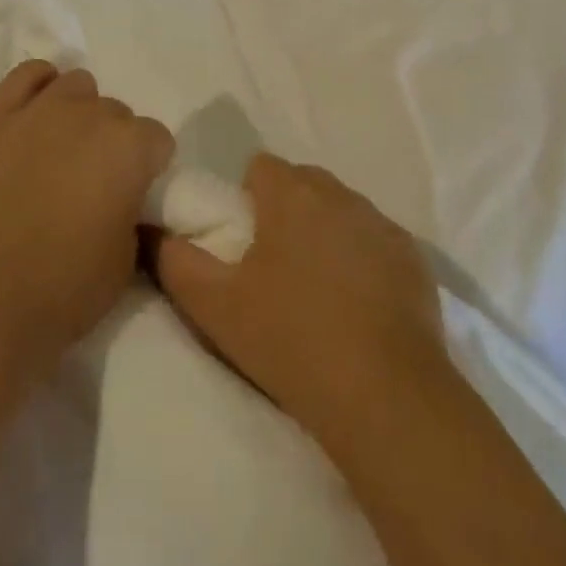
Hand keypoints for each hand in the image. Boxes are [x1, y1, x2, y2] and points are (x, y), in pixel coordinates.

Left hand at [0, 61, 174, 379]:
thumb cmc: (67, 286)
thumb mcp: (127, 258)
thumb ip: (131, 209)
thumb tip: (121, 196)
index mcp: (131, 147)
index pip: (157, 138)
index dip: (148, 167)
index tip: (132, 193)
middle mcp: (92, 114)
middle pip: (116, 112)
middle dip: (112, 142)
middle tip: (92, 181)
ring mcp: (42, 108)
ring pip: (77, 85)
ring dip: (79, 111)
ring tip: (62, 149)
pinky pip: (28, 74)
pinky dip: (39, 86)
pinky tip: (36, 113)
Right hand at [155, 154, 452, 453]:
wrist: (385, 398)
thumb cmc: (291, 340)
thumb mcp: (214, 305)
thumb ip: (174, 259)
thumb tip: (152, 230)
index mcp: (291, 194)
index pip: (261, 167)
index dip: (247, 199)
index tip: (245, 243)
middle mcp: (339, 193)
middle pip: (303, 184)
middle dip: (287, 211)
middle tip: (275, 268)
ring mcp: (381, 223)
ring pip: (341, 210)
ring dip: (325, 233)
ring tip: (318, 291)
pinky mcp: (413, 257)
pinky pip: (375, 241)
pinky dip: (363, 259)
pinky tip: (359, 307)